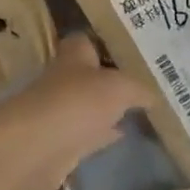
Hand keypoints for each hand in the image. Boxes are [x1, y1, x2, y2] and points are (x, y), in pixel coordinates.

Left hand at [0, 33, 144, 189]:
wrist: (35, 148)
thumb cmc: (77, 103)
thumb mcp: (120, 88)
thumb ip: (139, 90)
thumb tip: (154, 97)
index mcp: (74, 55)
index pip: (89, 40)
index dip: (108, 42)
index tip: (134, 49)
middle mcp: (65, 79)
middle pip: (91, 74)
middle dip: (113, 78)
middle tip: (146, 80)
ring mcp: (61, 112)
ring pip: (91, 105)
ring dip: (109, 108)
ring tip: (141, 108)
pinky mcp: (61, 143)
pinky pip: (88, 134)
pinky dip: (104, 134)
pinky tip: (124, 134)